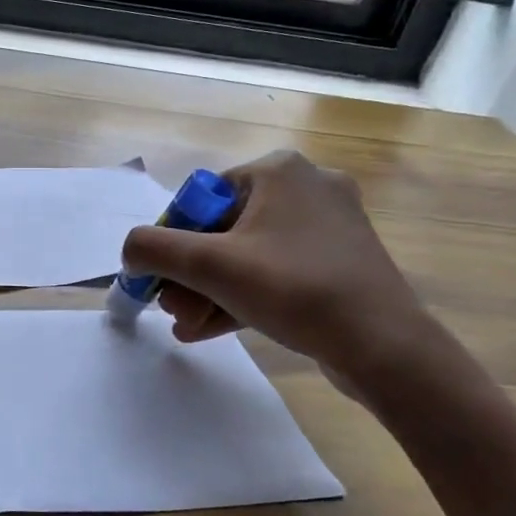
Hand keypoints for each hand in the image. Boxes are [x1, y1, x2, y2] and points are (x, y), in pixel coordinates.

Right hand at [121, 150, 428, 392]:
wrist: (385, 346)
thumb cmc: (293, 289)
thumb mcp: (208, 266)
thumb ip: (152, 250)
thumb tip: (130, 252)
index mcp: (278, 170)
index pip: (201, 200)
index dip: (173, 242)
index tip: (160, 281)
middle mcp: (307, 186)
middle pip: (223, 230)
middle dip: (190, 276)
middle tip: (172, 310)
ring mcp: (330, 225)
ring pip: (249, 255)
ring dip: (210, 292)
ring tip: (186, 327)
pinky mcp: (342, 261)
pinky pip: (277, 272)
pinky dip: (243, 297)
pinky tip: (210, 329)